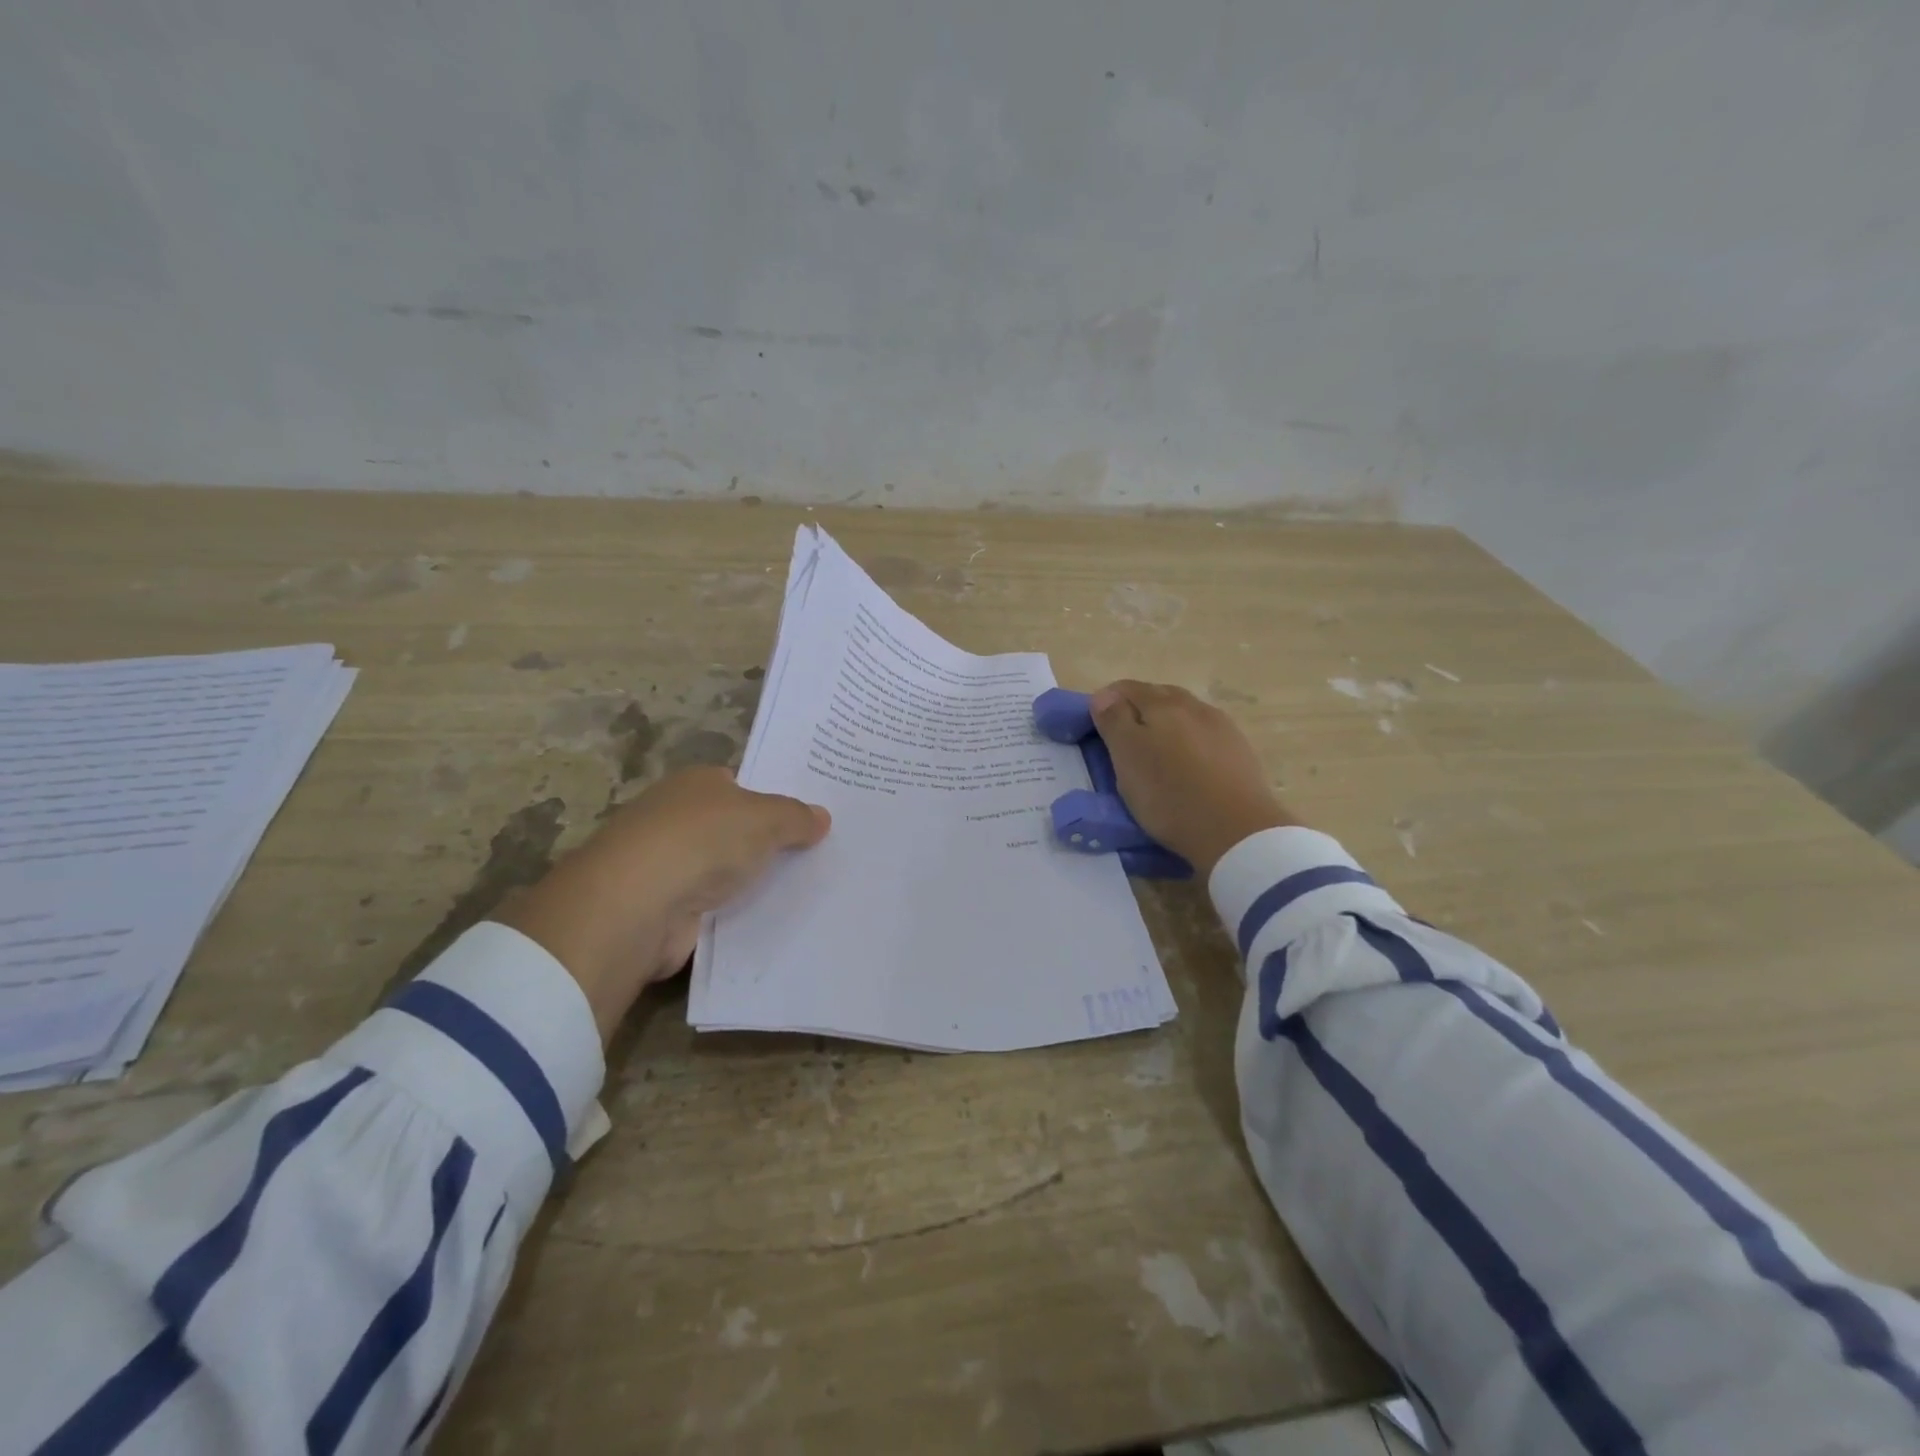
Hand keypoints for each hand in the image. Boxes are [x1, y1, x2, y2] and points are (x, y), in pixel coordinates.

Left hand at [492, 767, 829, 1040]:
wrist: (637, 905)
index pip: (741, 786)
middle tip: (817, 857)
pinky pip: (714, 910)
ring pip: (724, 872)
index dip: (773, 801)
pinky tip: (772, 924)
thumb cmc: (702, 841)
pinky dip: (735, 917)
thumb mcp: (765, 818)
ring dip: (751, 883)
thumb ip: (796, 816)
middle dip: (766, 844)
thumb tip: (821, 816)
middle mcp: (677, 819)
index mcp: (696, 784)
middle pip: (733, 829)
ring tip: (807, 893)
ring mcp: (666, 866)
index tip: (809, 821)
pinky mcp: (665, 911)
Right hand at [1090, 681, 1296, 876]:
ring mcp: (1222, 727)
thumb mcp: (1128, 758)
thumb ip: (1114, 721)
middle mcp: (1194, 706)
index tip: (1096, 728)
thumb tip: (1104, 695)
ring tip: (1155, 753)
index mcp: (1162, 704)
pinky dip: (1189, 741)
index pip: (1126, 688)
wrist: (1238, 831)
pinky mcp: (1240, 751)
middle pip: (1158, 696)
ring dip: (1166, 725)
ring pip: (1184, 714)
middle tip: (1122, 741)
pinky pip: (1205, 735)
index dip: (1106, 702)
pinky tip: (1187, 763)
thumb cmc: (1170, 795)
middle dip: (1137, 710)